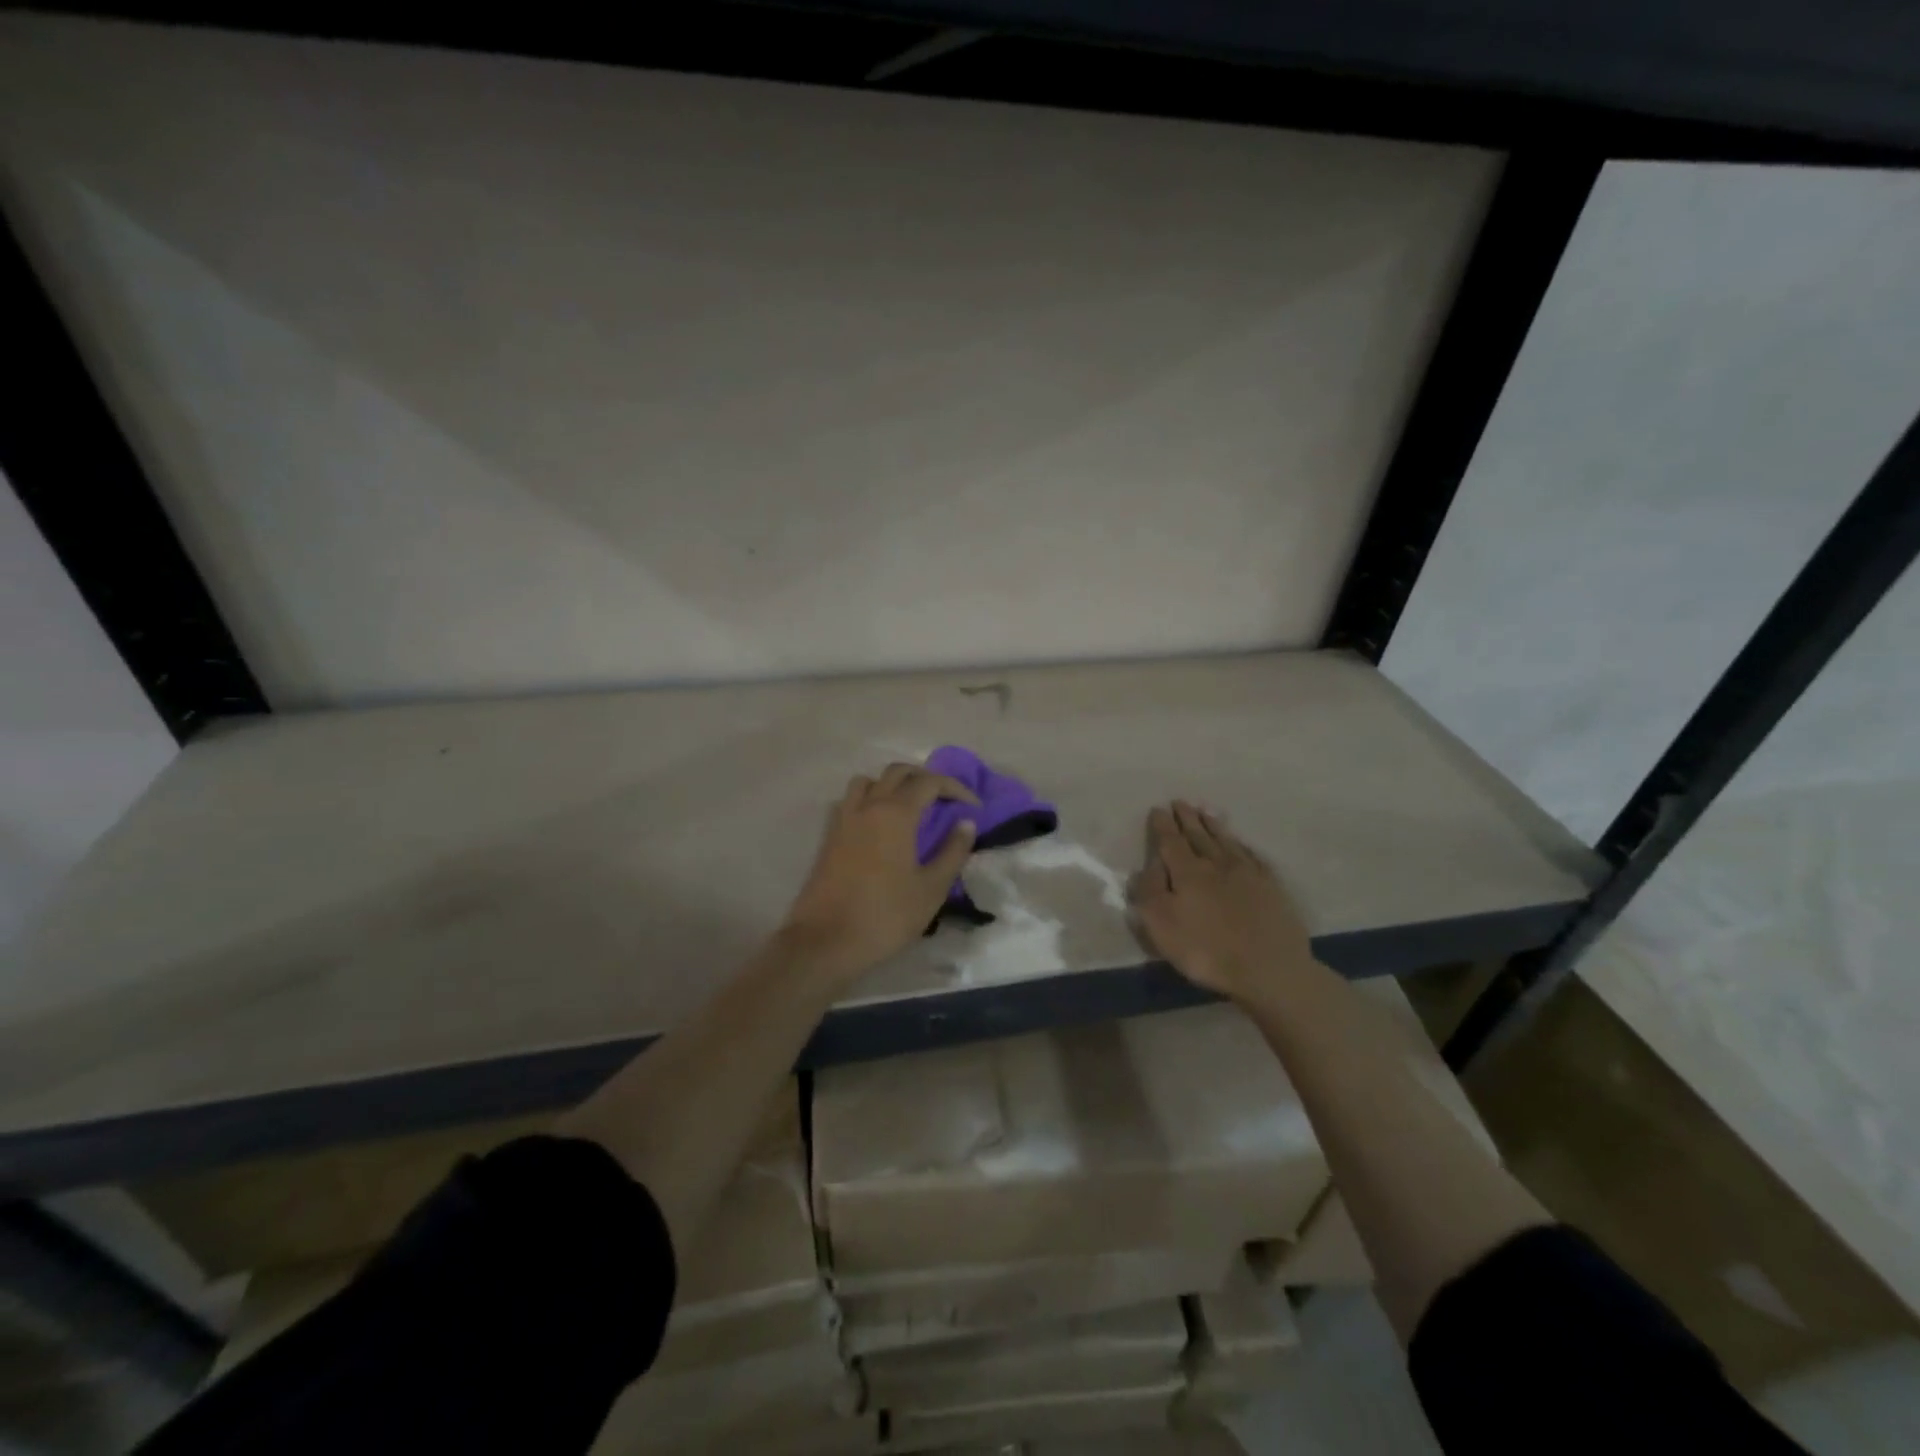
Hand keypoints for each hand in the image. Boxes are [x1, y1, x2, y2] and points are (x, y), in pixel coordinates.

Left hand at [779, 763, 980, 982]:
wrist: (825, 941)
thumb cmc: (885, 916)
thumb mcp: (931, 888)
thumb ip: (952, 852)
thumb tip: (966, 824)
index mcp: (896, 813)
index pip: (930, 782)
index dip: (956, 788)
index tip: (973, 806)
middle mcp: (868, 806)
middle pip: (897, 772)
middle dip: (925, 778)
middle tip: (945, 800)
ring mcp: (843, 819)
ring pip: (868, 781)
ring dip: (891, 784)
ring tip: (908, 807)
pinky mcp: (828, 837)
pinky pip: (850, 801)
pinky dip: (868, 800)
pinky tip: (877, 826)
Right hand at [1130, 801, 1315, 1001]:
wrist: (1270, 969)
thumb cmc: (1206, 950)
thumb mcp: (1161, 925)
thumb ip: (1148, 892)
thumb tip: (1145, 866)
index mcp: (1188, 872)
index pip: (1171, 842)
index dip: (1162, 826)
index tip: (1157, 809)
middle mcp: (1217, 864)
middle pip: (1199, 836)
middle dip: (1187, 819)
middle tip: (1180, 802)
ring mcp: (1248, 874)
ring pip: (1226, 841)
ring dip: (1213, 826)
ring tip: (1205, 812)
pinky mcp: (1272, 887)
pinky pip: (1253, 857)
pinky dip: (1242, 846)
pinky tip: (1240, 844)